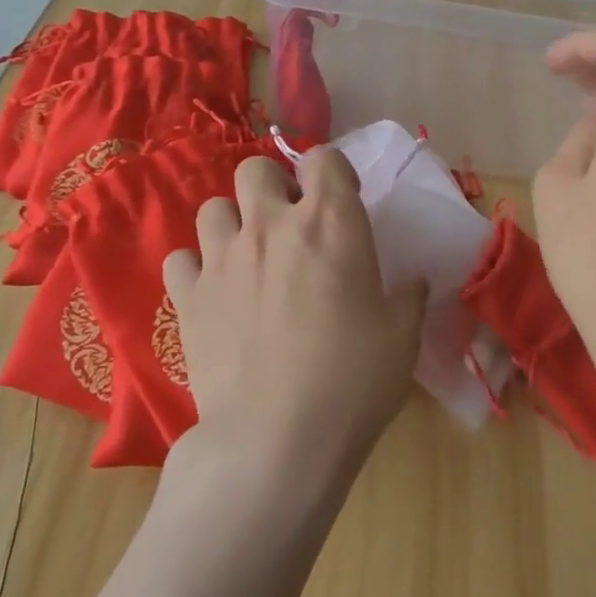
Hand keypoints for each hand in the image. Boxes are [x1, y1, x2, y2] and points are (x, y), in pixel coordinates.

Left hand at [165, 149, 428, 474]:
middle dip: (273, 187)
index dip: (333, 172)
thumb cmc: (354, 379)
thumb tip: (414, 282)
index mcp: (330, 222)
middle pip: (256, 169)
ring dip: (233, 223)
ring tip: (249, 257)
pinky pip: (181, 259)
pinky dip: (197, 268)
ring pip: (212, 207)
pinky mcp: (188, 296)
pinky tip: (215, 293)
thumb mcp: (402, 335)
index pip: (324, 158)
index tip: (343, 201)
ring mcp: (223, 258)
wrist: (278, 438)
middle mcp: (271, 225)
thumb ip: (409, 297)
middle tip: (290, 226)